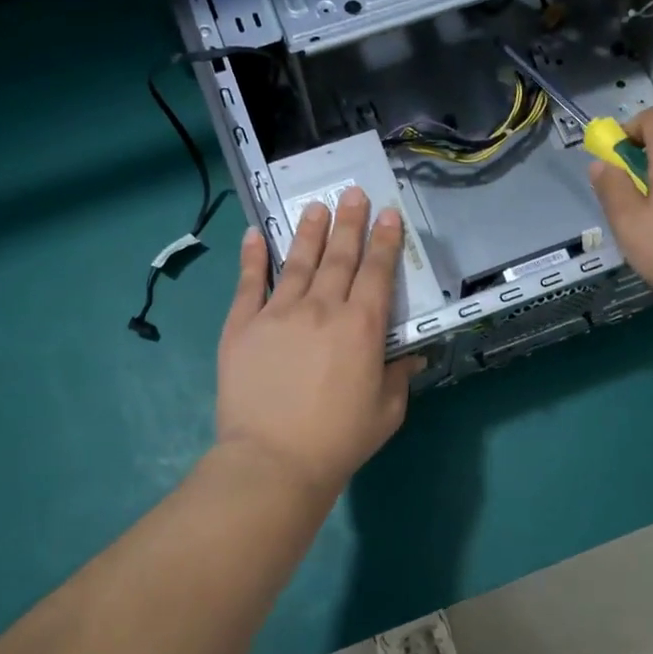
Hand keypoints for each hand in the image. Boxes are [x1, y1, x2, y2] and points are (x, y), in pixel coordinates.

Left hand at [214, 188, 420, 501]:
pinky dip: (252, 257)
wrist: (274, 460)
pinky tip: (254, 235)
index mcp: (361, 327)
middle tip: (353, 193)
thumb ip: (398, 377)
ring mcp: (277, 313)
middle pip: (339, 257)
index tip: (387, 214)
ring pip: (298, 262)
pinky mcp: (241, 326)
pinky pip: (248, 284)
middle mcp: (321, 309)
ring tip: (316, 207)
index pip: (376, 272)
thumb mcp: (386, 412)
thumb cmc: (339, 440)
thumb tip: (411, 356)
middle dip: (349, 222)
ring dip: (309, 232)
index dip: (384, 241)